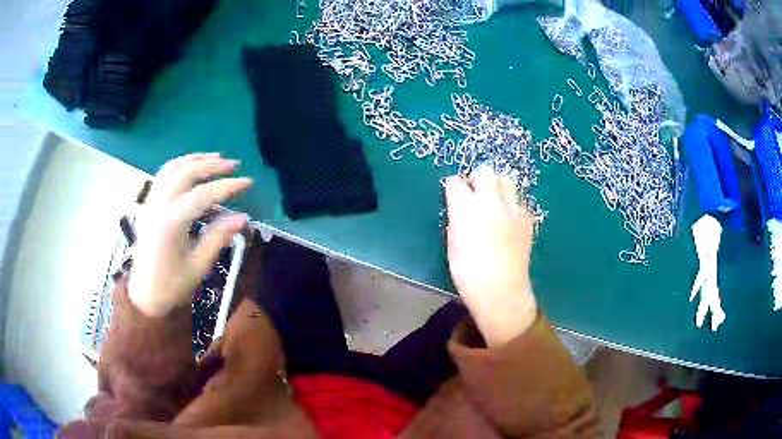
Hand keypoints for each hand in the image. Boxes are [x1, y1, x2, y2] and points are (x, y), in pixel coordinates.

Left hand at [128, 153, 252, 316]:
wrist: (144, 295)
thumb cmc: (172, 286)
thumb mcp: (198, 266)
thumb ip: (218, 238)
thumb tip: (242, 218)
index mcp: (170, 224)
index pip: (202, 195)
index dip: (226, 186)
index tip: (248, 182)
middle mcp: (158, 206)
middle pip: (186, 173)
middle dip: (211, 165)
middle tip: (234, 165)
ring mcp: (151, 203)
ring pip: (172, 168)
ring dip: (195, 159)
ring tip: (216, 158)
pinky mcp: (148, 205)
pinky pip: (163, 175)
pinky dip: (180, 164)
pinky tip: (192, 166)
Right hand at [444, 166, 536, 346]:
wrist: (501, 290)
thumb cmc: (468, 272)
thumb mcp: (452, 243)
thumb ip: (456, 219)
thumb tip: (459, 208)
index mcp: (466, 208)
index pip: (456, 182)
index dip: (453, 187)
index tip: (453, 193)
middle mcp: (491, 201)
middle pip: (484, 171)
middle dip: (476, 178)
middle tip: (473, 193)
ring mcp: (513, 208)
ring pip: (506, 180)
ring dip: (497, 186)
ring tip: (493, 201)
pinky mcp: (527, 218)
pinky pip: (519, 201)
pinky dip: (512, 204)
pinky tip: (508, 219)